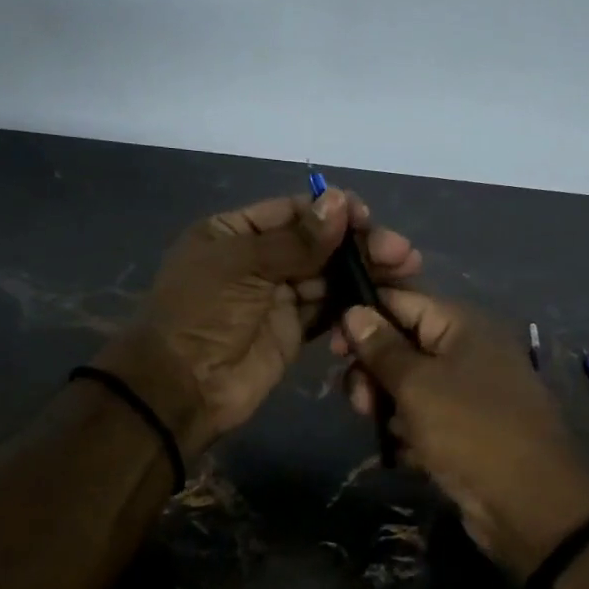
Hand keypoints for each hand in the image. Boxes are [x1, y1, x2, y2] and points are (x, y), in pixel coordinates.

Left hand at [99, 190, 420, 456]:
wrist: (184, 387)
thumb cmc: (204, 313)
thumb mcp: (243, 265)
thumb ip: (297, 239)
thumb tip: (341, 201)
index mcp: (236, 233)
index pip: (293, 212)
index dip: (332, 212)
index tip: (367, 217)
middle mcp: (259, 259)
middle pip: (317, 243)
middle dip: (357, 244)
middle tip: (401, 252)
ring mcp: (278, 296)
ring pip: (328, 276)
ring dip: (363, 273)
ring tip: (404, 271)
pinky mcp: (294, 330)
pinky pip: (328, 309)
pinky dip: (351, 304)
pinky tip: (379, 299)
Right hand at [334, 293, 588, 579]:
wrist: (530, 506)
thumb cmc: (470, 430)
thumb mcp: (417, 384)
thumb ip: (381, 348)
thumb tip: (353, 311)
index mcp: (463, 326)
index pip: (403, 302)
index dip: (365, 317)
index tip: (334, 345)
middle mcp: (467, 353)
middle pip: (402, 346)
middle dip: (373, 371)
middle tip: (359, 400)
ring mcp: (468, 394)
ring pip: (409, 387)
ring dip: (387, 406)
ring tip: (379, 427)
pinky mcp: (465, 432)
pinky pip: (424, 420)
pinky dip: (409, 433)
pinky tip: (404, 453)